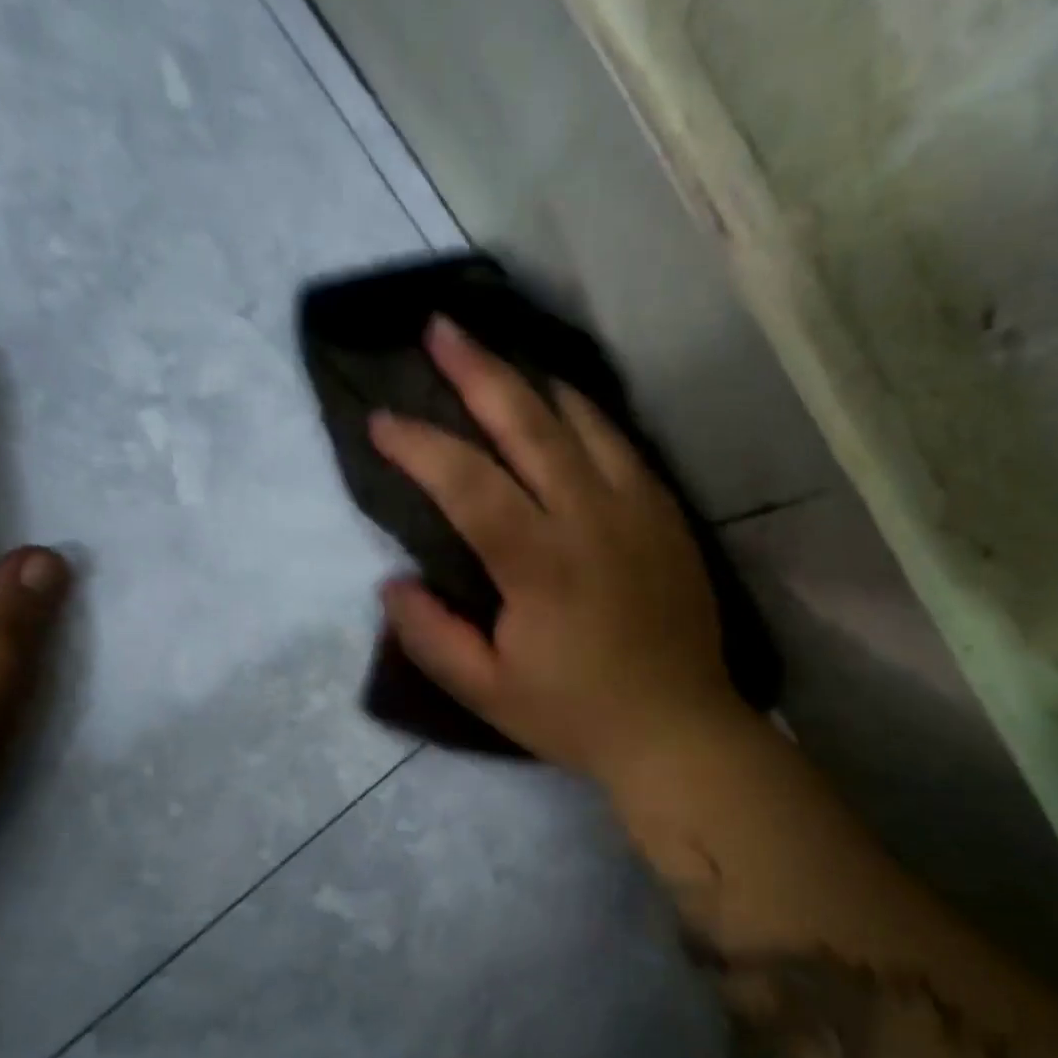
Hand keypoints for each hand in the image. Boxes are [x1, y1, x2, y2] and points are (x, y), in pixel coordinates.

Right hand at [374, 316, 747, 783]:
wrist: (677, 728)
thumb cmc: (576, 716)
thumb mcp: (488, 693)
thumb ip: (432, 637)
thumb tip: (392, 584)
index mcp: (539, 564)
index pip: (467, 483)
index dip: (419, 446)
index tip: (380, 422)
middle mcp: (589, 518)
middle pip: (529, 424)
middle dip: (478, 371)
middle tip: (440, 329)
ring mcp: (637, 511)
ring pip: (583, 421)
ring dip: (534, 381)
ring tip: (500, 356)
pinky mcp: (667, 517)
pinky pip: (624, 446)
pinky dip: (587, 416)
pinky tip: (568, 408)